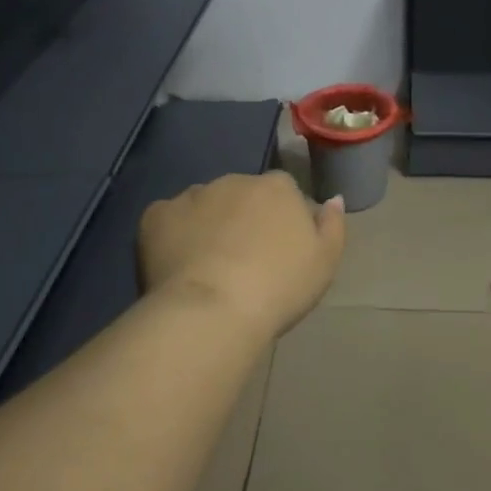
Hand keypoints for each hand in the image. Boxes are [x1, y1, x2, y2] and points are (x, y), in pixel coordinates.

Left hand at [139, 172, 346, 337]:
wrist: (214, 310)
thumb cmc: (279, 287)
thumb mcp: (325, 262)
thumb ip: (333, 224)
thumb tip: (333, 199)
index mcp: (277, 187)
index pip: (282, 192)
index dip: (279, 219)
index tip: (277, 250)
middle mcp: (235, 180)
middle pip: (241, 195)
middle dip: (241, 218)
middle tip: (242, 261)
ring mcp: (192, 195)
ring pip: (203, 205)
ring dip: (207, 224)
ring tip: (207, 266)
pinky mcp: (157, 215)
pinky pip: (167, 219)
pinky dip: (171, 235)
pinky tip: (177, 264)